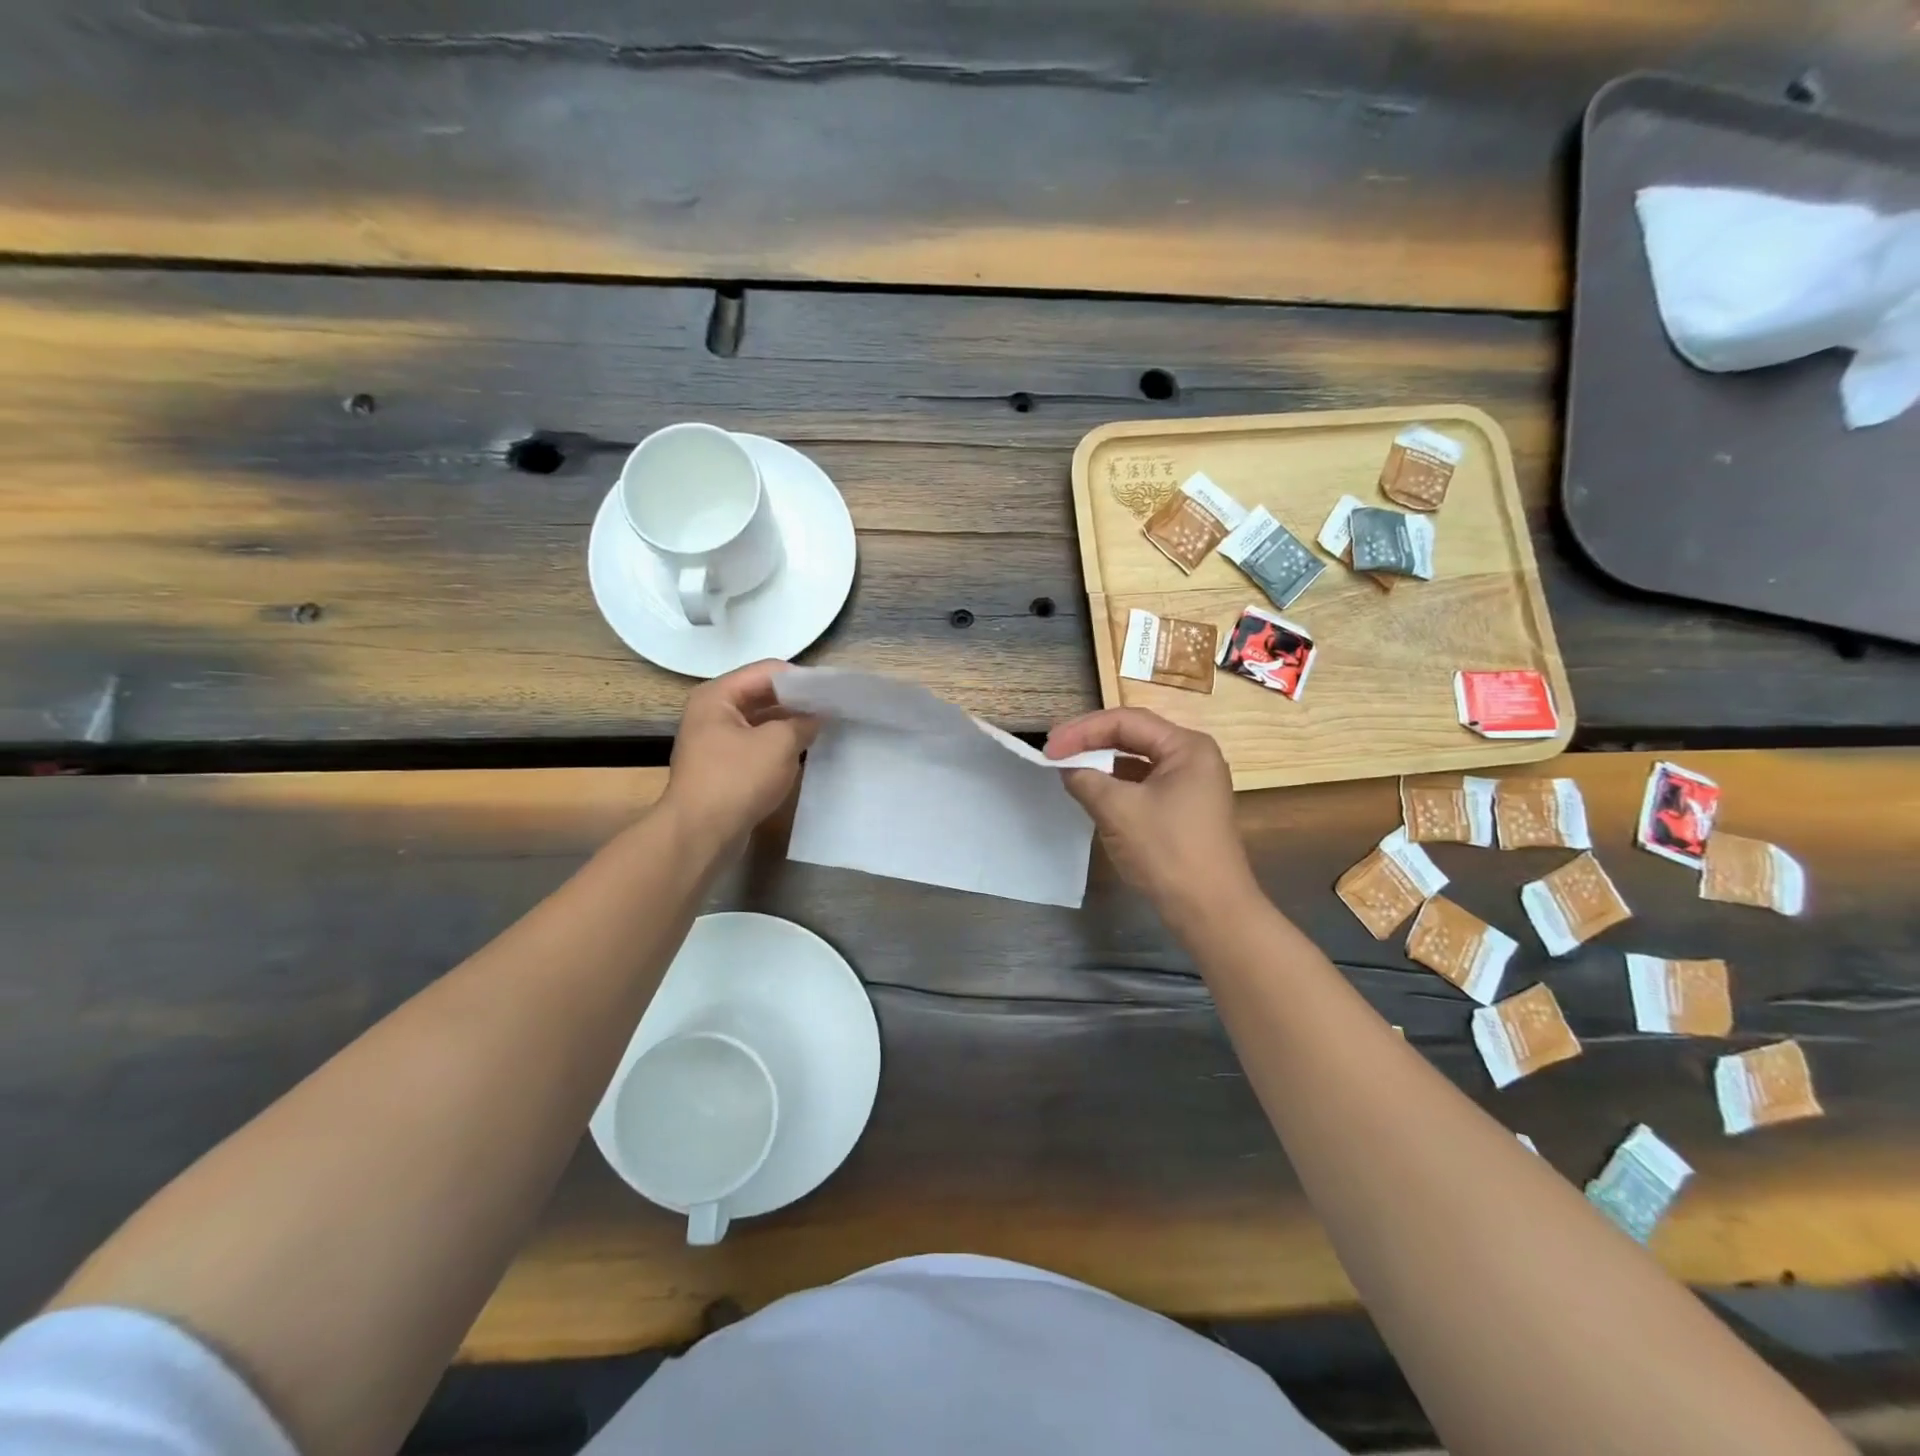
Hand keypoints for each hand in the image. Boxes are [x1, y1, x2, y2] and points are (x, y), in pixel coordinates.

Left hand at [662, 661, 818, 851]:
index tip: (833, 690)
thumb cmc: (737, 779)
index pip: (768, 671)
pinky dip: (779, 746)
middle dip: (797, 701)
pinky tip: (804, 753)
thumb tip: (817, 716)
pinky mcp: (723, 768)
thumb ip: (803, 722)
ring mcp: (715, 742)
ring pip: (761, 722)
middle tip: (833, 709)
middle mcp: (712, 713)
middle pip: (762, 695)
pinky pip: (757, 746)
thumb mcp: (779, 743)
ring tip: (824, 729)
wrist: (700, 835)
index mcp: (718, 696)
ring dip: (790, 725)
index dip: (802, 678)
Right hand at [1046, 708, 1257, 930]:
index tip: (1049, 748)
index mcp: (1187, 747)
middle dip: (1090, 741)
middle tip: (1053, 751)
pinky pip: (1143, 783)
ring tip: (1066, 766)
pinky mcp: (1183, 807)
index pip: (1126, 721)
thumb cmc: (1167, 852)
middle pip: (1133, 735)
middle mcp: (1193, 757)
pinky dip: (1114, 783)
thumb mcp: (1118, 810)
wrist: (1210, 911)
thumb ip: (1086, 779)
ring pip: (1136, 760)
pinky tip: (1091, 790)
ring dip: (1101, 761)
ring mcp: (1190, 783)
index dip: (1082, 730)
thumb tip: (1066, 767)